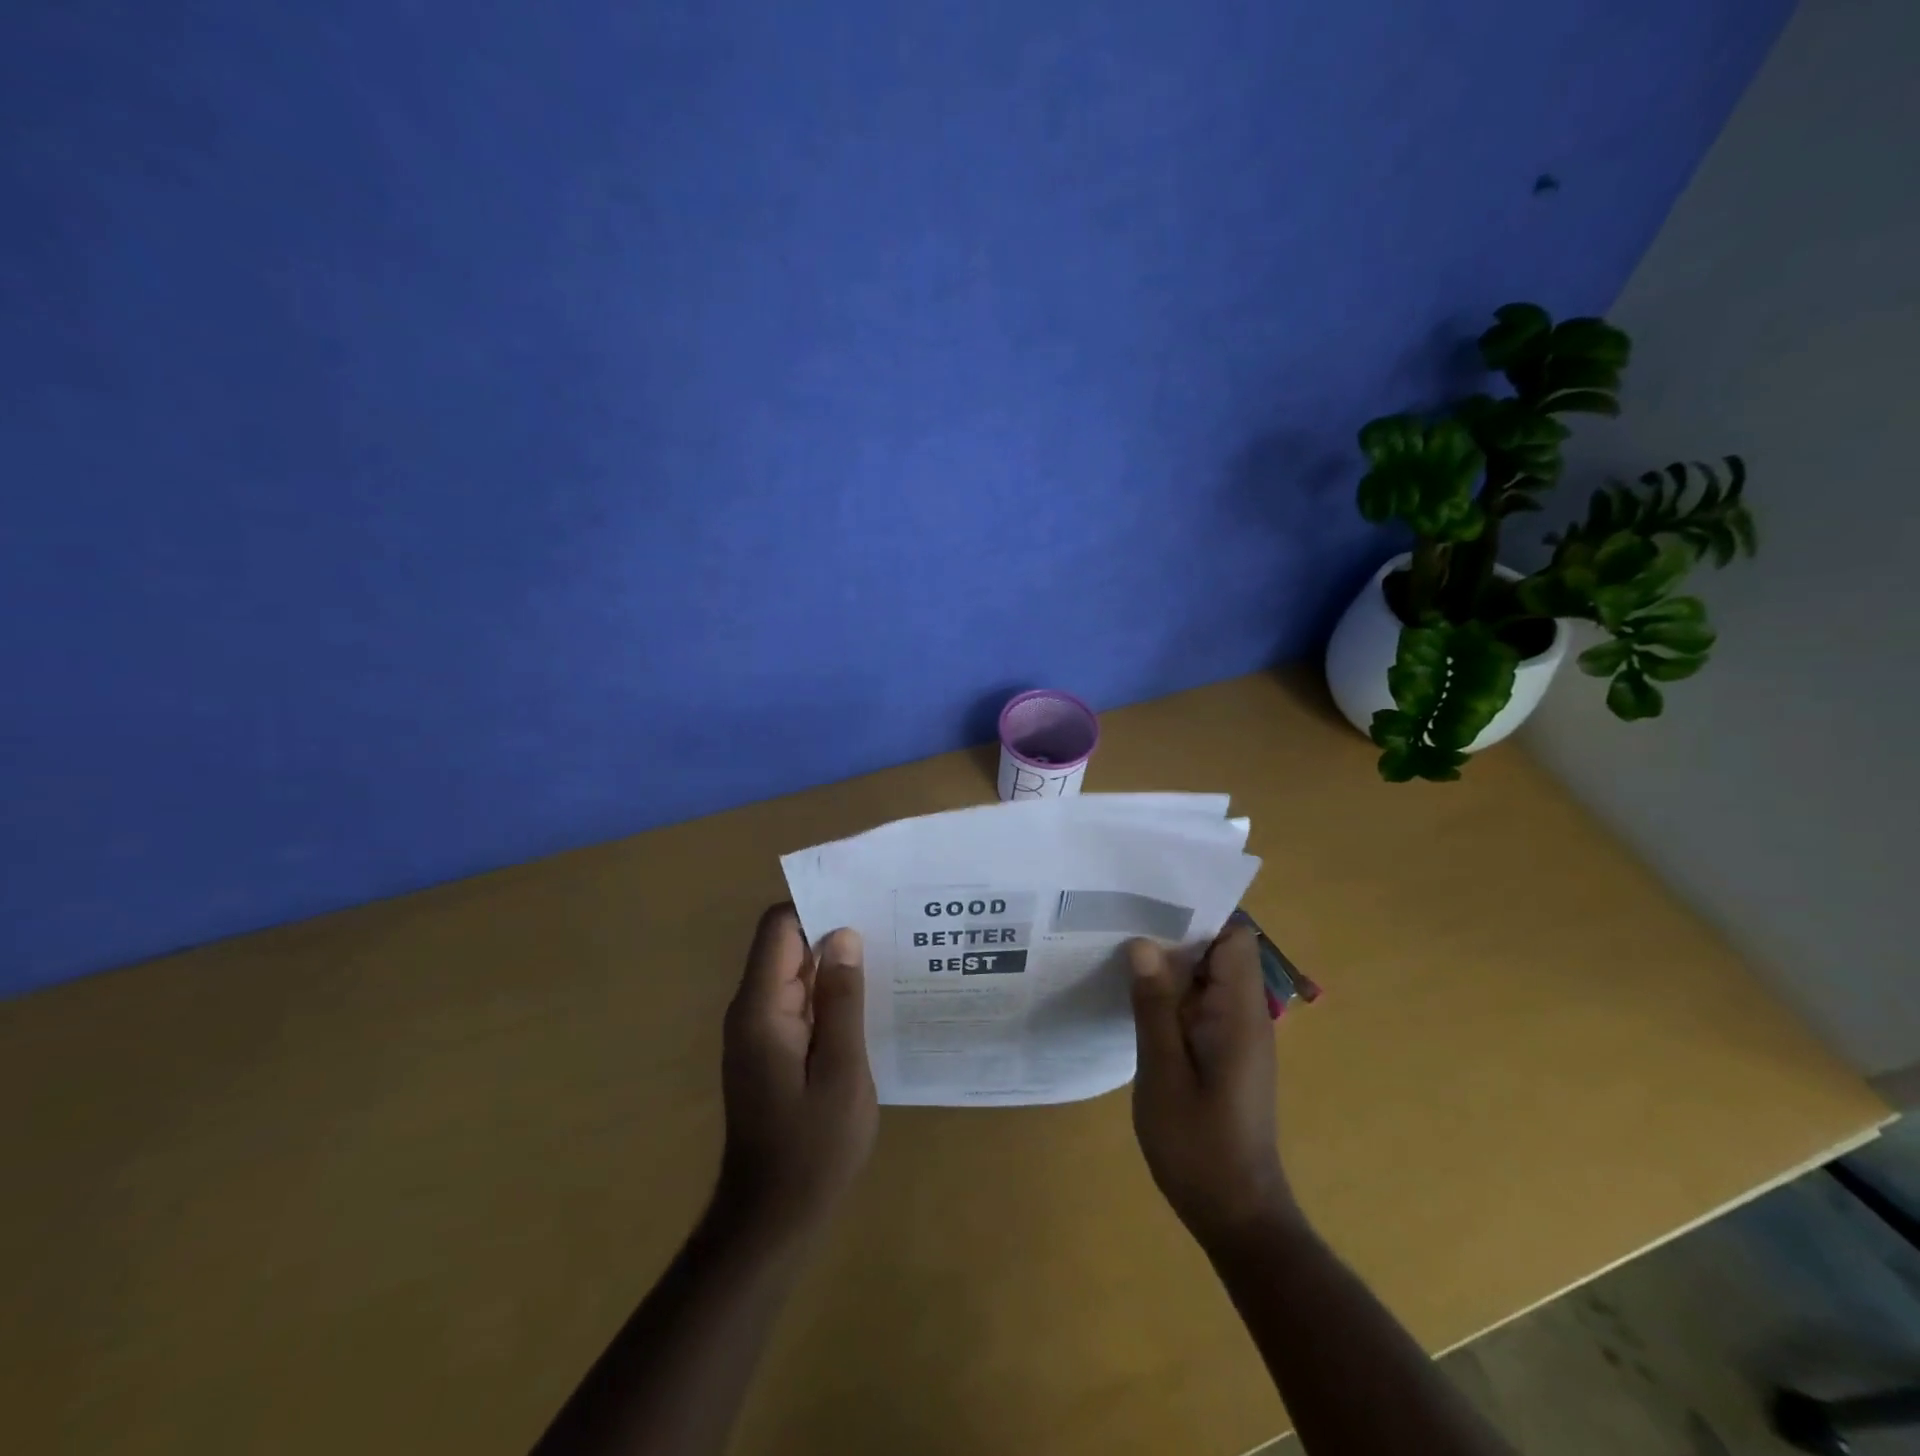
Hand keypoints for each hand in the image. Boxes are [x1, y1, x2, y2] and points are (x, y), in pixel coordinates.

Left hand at [716, 904, 877, 1239]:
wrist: (771, 1222)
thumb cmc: (812, 1149)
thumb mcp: (842, 1071)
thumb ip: (842, 1000)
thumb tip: (844, 935)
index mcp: (761, 1008)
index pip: (779, 927)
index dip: (817, 906)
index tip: (863, 902)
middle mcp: (751, 1011)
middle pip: (786, 946)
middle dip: (832, 930)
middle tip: (889, 924)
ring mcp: (759, 1032)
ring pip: (794, 974)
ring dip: (833, 963)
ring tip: (888, 953)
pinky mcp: (770, 1051)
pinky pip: (798, 1003)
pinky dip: (828, 994)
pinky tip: (868, 998)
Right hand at [1128, 924, 1296, 1252]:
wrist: (1237, 1214)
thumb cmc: (1200, 1146)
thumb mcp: (1164, 1074)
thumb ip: (1154, 1007)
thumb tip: (1144, 943)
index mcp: (1239, 1013)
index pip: (1234, 938)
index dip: (1198, 915)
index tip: (1151, 905)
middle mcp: (1245, 1015)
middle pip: (1218, 952)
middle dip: (1174, 934)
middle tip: (1121, 922)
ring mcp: (1235, 1034)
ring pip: (1206, 977)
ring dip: (1169, 964)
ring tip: (1119, 951)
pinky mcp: (1224, 1052)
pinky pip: (1200, 1004)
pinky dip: (1171, 994)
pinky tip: (1134, 996)